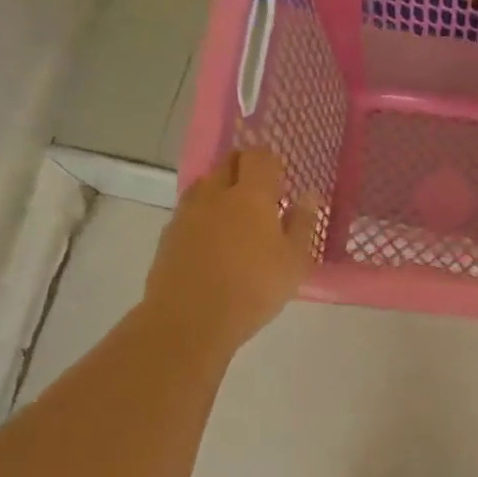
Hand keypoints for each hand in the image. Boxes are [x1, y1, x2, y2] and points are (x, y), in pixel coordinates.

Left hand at [142, 149, 318, 356]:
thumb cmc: (254, 288)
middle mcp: (216, 194)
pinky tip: (212, 237)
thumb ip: (302, 224)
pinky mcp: (169, 234)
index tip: (281, 176)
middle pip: (228, 162)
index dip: (270, 160)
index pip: (258, 157)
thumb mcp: (294, 261)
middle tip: (260, 189)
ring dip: (221, 187)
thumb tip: (308, 195)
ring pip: (205, 183)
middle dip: (245, 167)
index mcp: (251, 195)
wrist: (190, 320)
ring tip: (235, 212)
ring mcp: (188, 213)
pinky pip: (189, 209)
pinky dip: (203, 212)